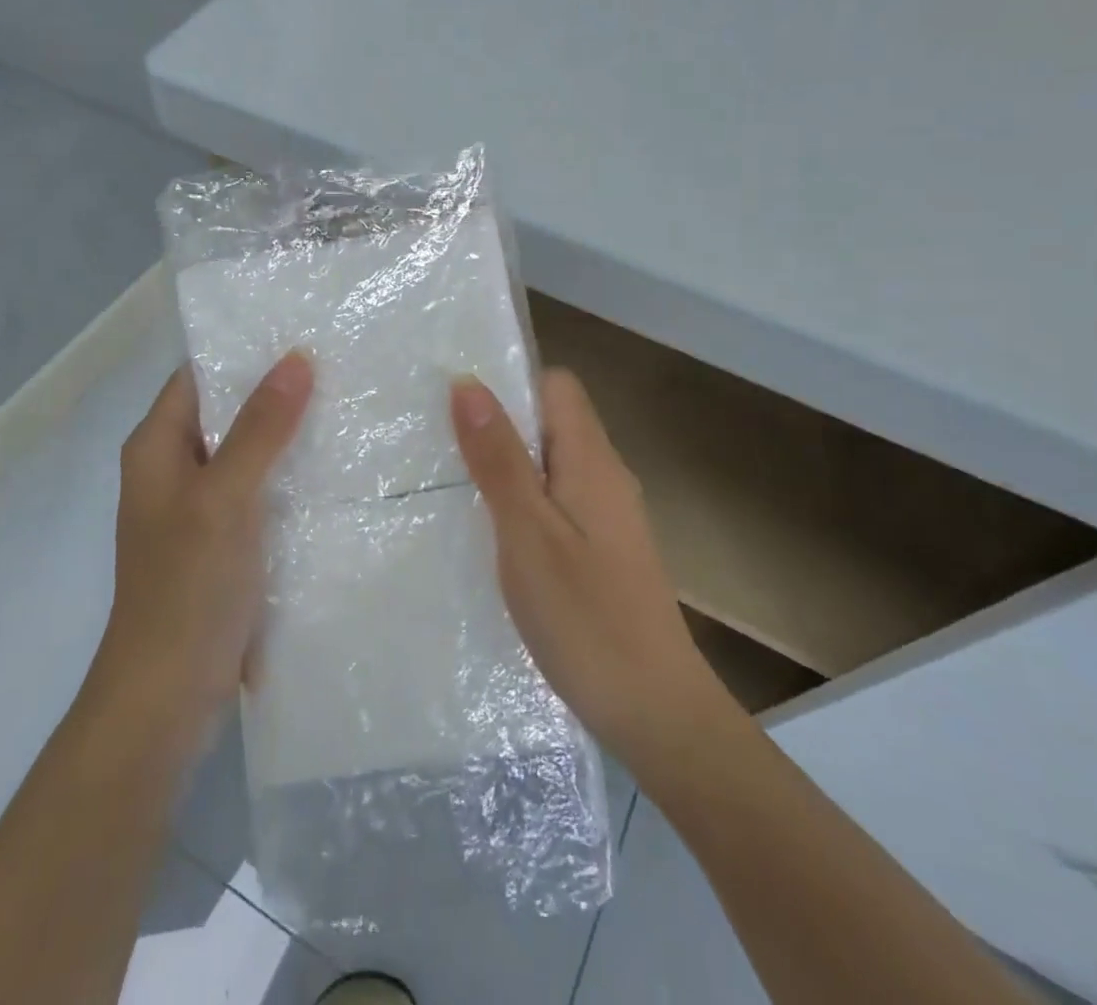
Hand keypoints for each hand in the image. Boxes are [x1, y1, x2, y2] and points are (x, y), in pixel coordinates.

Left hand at [86, 353, 312, 745]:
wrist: (167, 697)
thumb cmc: (187, 587)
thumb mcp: (226, 497)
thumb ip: (261, 428)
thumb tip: (297, 359)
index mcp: (156, 448)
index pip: (199, 376)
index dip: (243, 351)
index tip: (301, 331)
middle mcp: (174, 470)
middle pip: (226, 413)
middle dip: (275, 392)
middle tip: (339, 364)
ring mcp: (198, 510)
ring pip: (247, 454)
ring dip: (287, 436)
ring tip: (347, 407)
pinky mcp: (222, 544)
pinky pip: (258, 494)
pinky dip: (288, 478)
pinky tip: (335, 470)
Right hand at [451, 369, 736, 769]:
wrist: (656, 713)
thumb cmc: (585, 617)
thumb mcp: (527, 532)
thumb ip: (499, 457)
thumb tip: (468, 382)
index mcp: (591, 460)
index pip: (556, 385)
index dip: (511, 383)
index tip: (458, 404)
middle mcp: (606, 477)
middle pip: (552, 422)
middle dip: (499, 425)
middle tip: (441, 446)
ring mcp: (608, 517)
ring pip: (552, 465)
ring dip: (508, 467)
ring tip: (453, 487)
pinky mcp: (603, 551)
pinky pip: (557, 502)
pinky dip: (523, 504)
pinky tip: (492, 536)